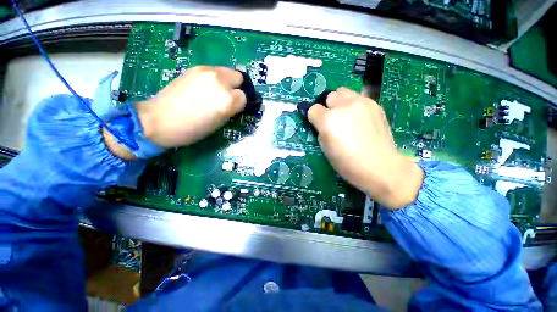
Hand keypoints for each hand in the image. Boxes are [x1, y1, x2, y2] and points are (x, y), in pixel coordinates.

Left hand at [104, 66, 245, 158]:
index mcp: (227, 100)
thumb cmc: (192, 129)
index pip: (244, 97)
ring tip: (214, 93)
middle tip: (226, 98)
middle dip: (235, 88)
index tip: (232, 109)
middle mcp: (219, 81)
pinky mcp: (194, 68)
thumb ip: (231, 110)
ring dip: (226, 82)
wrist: (158, 120)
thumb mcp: (219, 124)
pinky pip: (214, 71)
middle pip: (239, 77)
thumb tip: (235, 103)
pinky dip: (214, 78)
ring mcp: (206, 71)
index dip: (239, 104)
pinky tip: (203, 88)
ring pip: (227, 71)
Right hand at [307, 88, 423, 208]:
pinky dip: (354, 105)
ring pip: (344, 92)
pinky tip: (360, 119)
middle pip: (329, 96)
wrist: (380, 166)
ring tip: (347, 116)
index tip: (318, 125)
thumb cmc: (347, 163)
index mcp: (328, 120)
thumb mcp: (325, 149)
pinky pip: (358, 98)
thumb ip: (321, 131)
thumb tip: (322, 124)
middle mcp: (343, 106)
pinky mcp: (374, 104)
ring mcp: (361, 102)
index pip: (313, 109)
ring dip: (341, 102)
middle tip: (334, 119)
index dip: (314, 118)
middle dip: (328, 106)